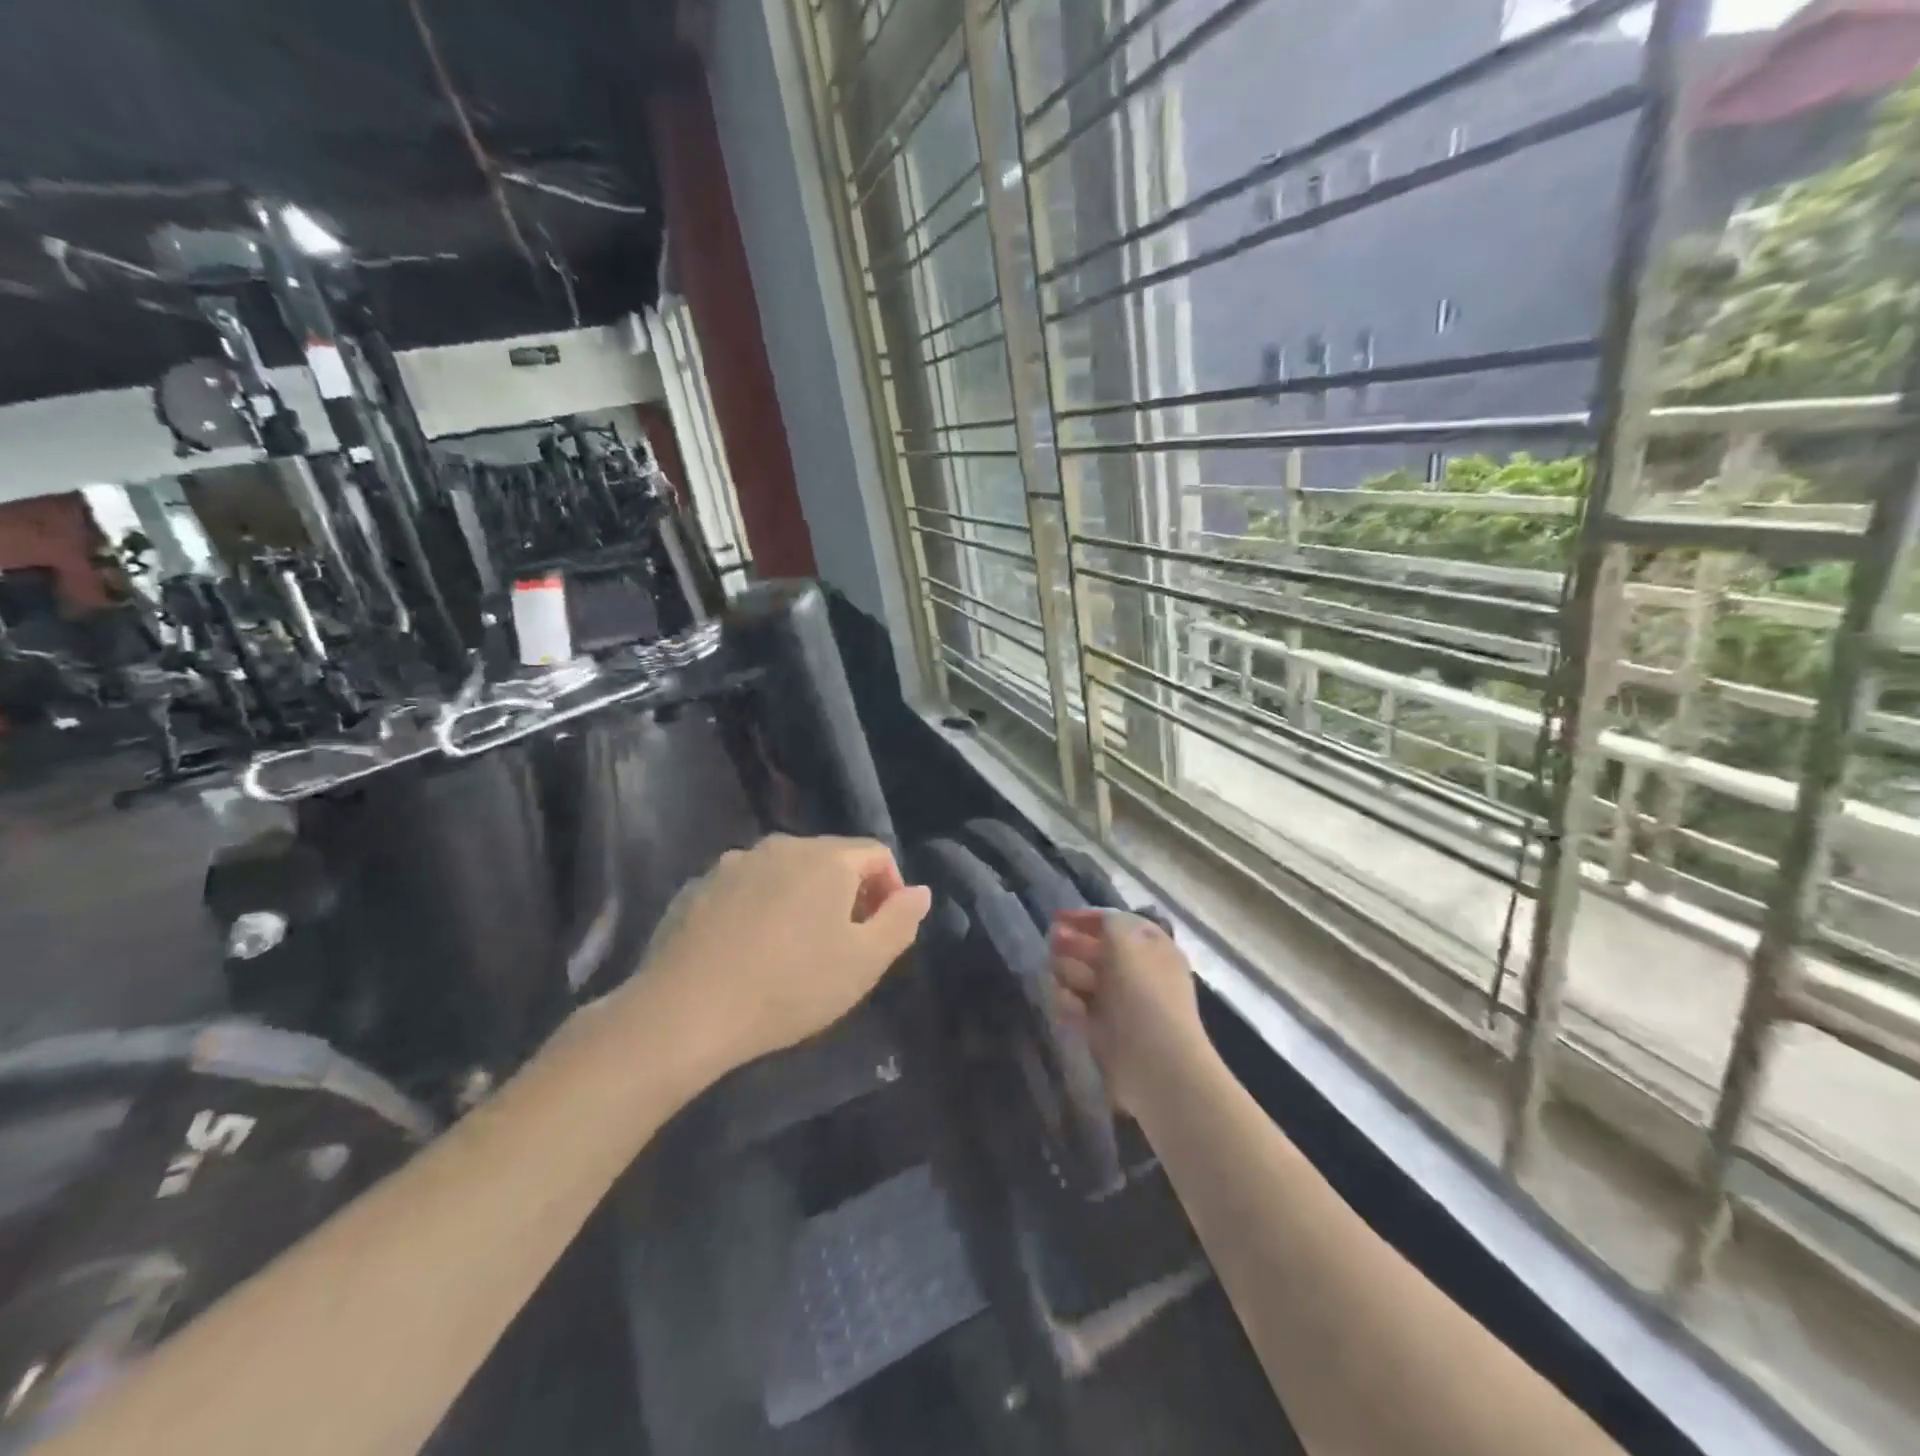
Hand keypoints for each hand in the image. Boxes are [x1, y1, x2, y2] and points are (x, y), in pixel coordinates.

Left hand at [635, 834, 931, 1072]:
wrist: (685, 1012)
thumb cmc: (790, 986)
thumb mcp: (864, 963)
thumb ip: (900, 921)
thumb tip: (920, 891)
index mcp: (827, 858)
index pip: (877, 854)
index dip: (891, 889)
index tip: (883, 932)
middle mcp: (781, 846)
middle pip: (830, 860)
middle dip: (846, 895)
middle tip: (842, 945)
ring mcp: (733, 863)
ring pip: (784, 873)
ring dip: (800, 900)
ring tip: (793, 950)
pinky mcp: (697, 887)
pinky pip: (745, 889)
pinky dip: (758, 909)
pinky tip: (748, 951)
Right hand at [1050, 908, 1208, 1115]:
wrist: (1156, 1064)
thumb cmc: (1143, 994)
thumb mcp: (1126, 942)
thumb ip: (1109, 923)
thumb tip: (1100, 923)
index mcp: (1153, 949)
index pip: (1119, 924)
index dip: (1089, 918)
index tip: (1057, 917)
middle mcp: (1139, 974)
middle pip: (1100, 952)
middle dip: (1074, 944)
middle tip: (1051, 942)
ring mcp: (1122, 1005)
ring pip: (1087, 980)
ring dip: (1070, 972)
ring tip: (1056, 973)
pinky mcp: (1106, 1033)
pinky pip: (1081, 1010)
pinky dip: (1070, 1004)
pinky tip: (1064, 1003)